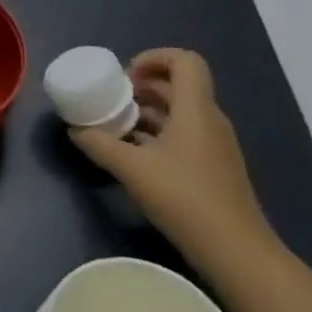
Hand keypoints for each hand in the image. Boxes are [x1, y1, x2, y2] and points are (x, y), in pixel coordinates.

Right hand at [70, 48, 278, 271]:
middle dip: (143, 86)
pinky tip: (135, 155)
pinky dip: (158, 134)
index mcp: (195, 110)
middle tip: (113, 100)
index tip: (126, 76)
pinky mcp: (214, 168)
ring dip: (148, 111)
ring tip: (117, 126)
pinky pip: (184, 135)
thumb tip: (74, 130)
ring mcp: (215, 146)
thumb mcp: (131, 169)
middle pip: (179, 85)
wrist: (237, 254)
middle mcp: (209, 120)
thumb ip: (99, 144)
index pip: (185, 60)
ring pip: (180, 112)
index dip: (155, 57)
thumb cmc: (185, 199)